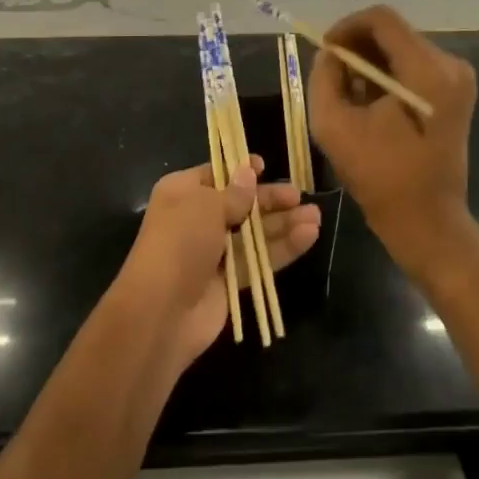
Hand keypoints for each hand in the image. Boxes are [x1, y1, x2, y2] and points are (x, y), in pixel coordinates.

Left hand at [118, 156, 321, 370]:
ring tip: (316, 217)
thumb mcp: (205, 206)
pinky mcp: (229, 281)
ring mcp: (214, 251)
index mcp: (182, 193)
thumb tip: (249, 172)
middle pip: (241, 204)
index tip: (266, 167)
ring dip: (283, 224)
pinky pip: (259, 259)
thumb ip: (234, 192)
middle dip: (270, 200)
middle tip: (300, 197)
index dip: (241, 170)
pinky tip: (309, 236)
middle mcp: (197, 219)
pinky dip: (283, 248)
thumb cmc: (179, 243)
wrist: (161, 311)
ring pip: (254, 233)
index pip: (216, 175)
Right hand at [306, 5, 476, 276]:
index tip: (325, 49)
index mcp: (426, 70)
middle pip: (394, 33)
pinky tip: (370, 103)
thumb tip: (331, 54)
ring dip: (371, 63)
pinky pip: (415, 67)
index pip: (382, 19)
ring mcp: (458, 79)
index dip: (347, 27)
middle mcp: (450, 64)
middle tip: (331, 73)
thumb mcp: (333, 124)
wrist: (428, 221)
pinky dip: (388, 76)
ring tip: (348, 93)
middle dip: (358, 47)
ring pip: (403, 48)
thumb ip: (325, 77)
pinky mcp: (456, 93)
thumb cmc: (380, 176)